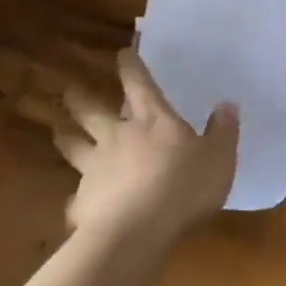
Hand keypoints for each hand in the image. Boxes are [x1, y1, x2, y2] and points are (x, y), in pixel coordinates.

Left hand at [52, 49, 239, 240]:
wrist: (137, 232)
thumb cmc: (184, 187)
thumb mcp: (219, 158)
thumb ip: (223, 132)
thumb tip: (227, 105)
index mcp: (152, 120)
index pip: (139, 83)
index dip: (130, 66)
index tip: (122, 52)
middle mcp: (118, 135)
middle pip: (92, 110)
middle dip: (80, 98)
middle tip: (71, 90)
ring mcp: (95, 168)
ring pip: (73, 145)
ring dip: (65, 136)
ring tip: (58, 130)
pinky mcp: (82, 202)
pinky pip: (75, 199)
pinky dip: (76, 201)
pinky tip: (74, 208)